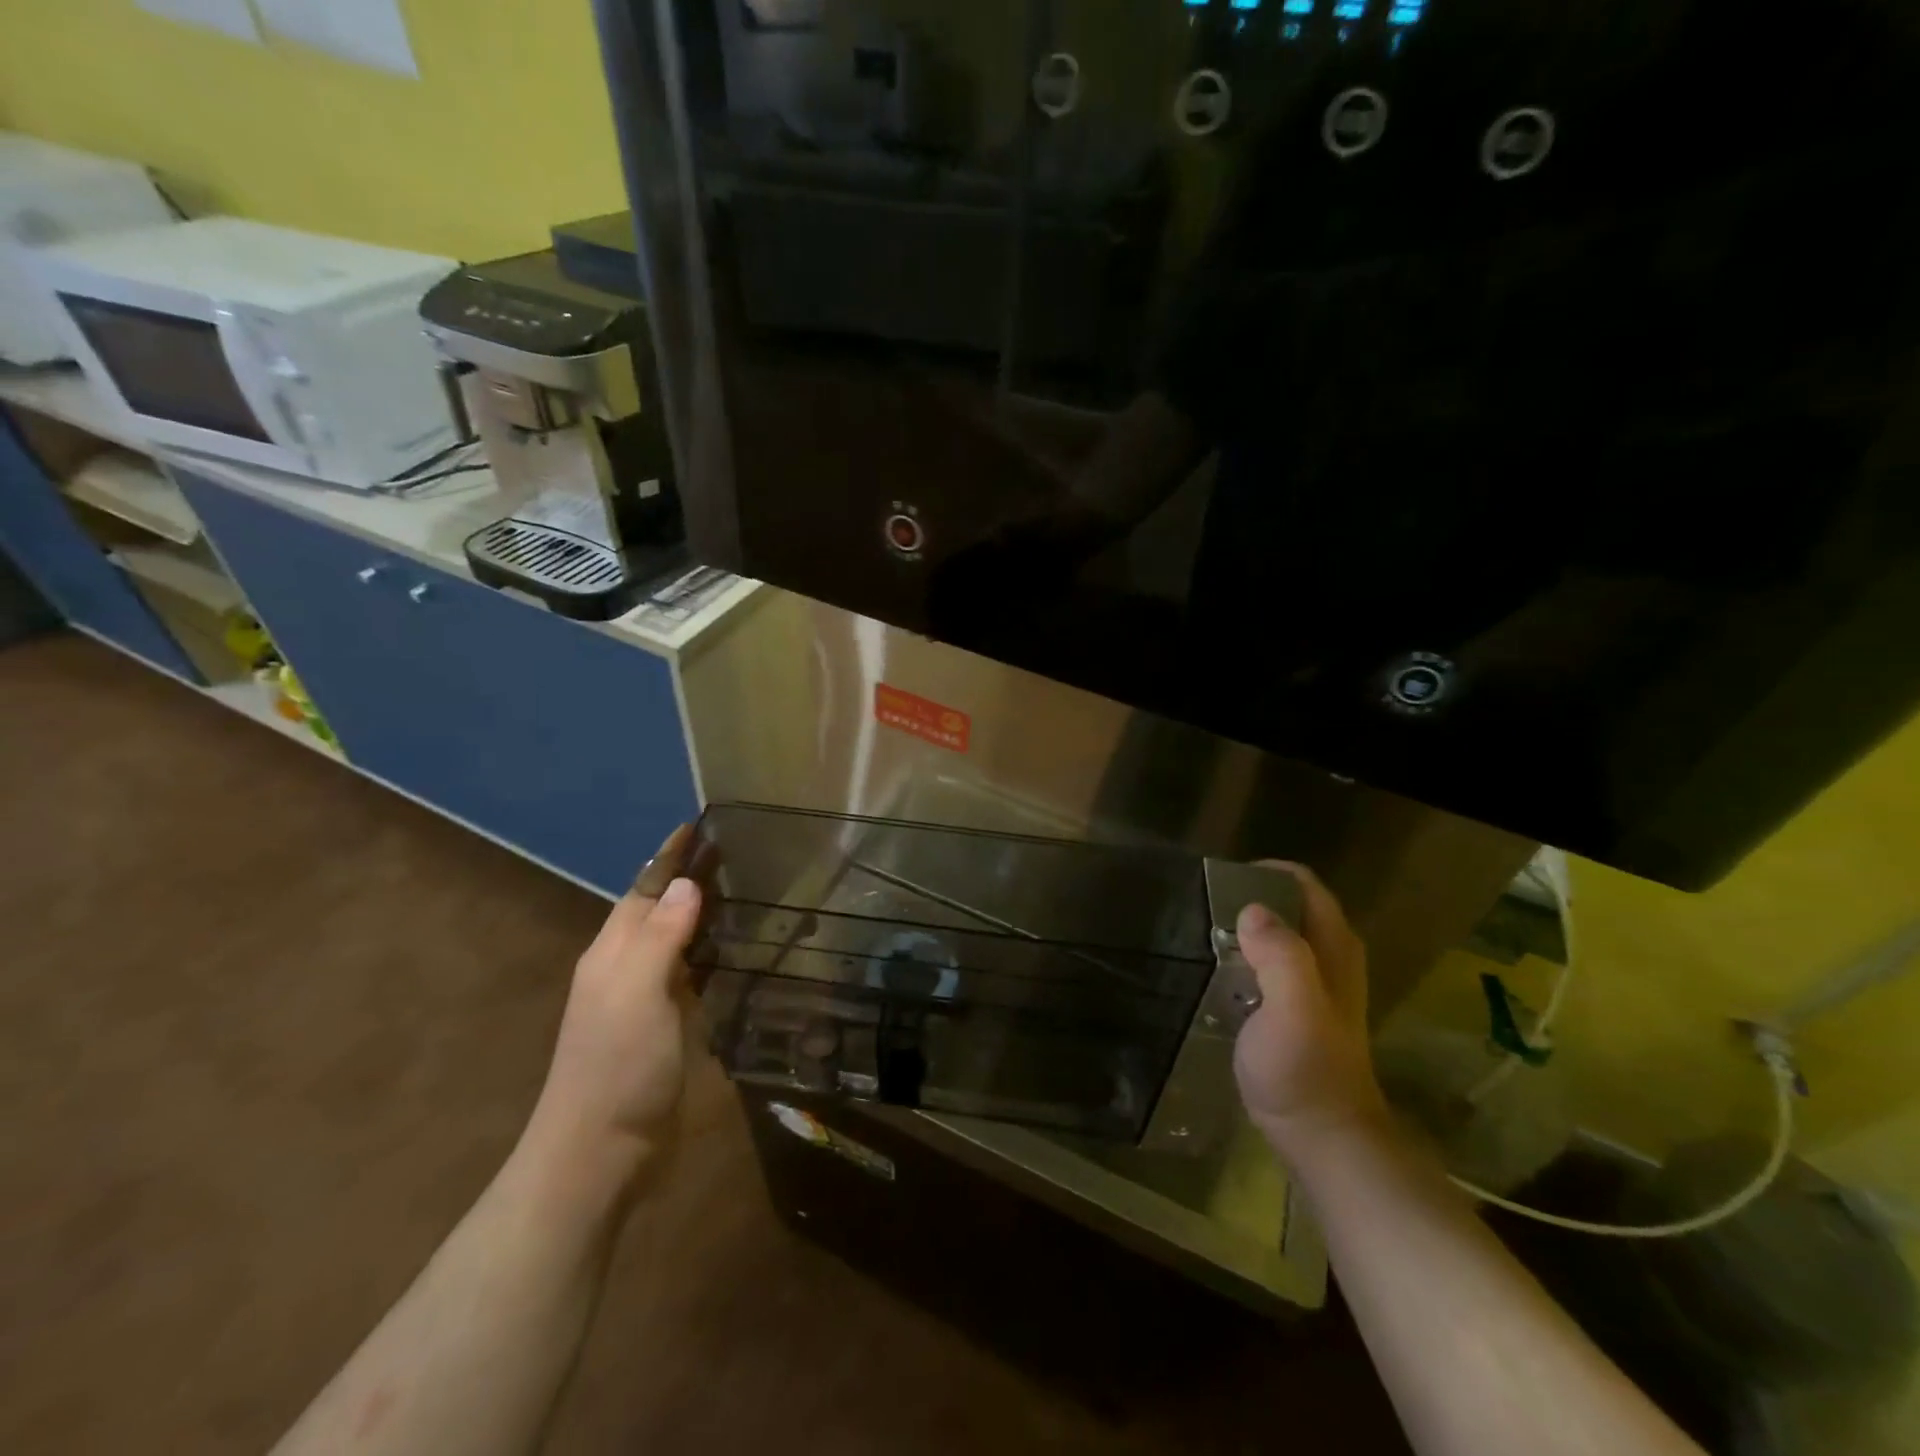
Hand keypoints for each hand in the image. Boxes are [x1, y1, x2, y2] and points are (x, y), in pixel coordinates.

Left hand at [525, 825, 703, 1189]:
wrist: (601, 1154)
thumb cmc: (618, 1065)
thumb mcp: (637, 991)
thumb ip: (662, 935)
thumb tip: (685, 884)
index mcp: (614, 953)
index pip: (644, 890)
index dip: (669, 858)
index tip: (697, 825)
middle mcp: (627, 970)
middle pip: (660, 911)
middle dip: (689, 879)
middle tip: (735, 852)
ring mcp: (647, 1003)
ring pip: (678, 943)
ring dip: (704, 915)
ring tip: (744, 891)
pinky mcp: (668, 1031)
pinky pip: (694, 977)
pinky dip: (714, 956)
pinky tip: (738, 953)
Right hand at [1233, 863, 1391, 1158]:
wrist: (1325, 1140)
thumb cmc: (1307, 1072)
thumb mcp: (1293, 1009)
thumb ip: (1280, 956)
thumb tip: (1252, 910)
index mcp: (1334, 948)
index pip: (1304, 885)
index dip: (1264, 874)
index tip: (1219, 882)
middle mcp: (1331, 958)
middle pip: (1292, 905)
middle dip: (1250, 897)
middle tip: (1204, 906)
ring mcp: (1317, 986)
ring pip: (1281, 934)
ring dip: (1246, 927)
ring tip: (1202, 931)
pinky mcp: (1299, 1010)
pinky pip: (1271, 963)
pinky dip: (1246, 955)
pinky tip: (1217, 969)